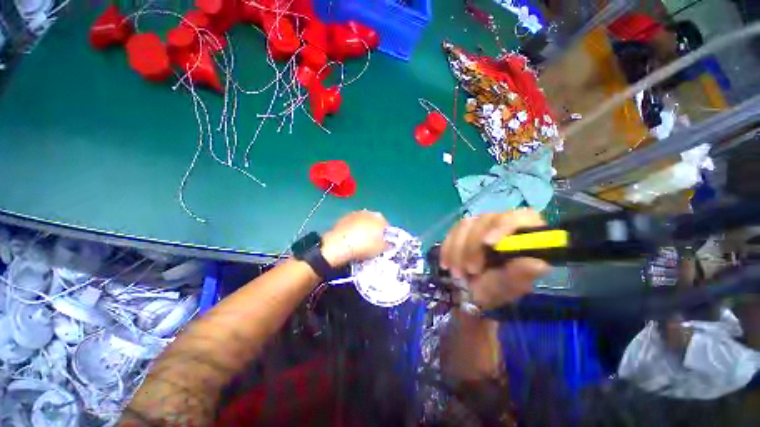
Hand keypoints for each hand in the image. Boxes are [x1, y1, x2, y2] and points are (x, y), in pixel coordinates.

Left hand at [321, 210, 387, 266]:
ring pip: (362, 222)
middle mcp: (368, 213)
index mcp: (380, 219)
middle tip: (371, 243)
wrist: (339, 245)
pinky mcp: (344, 218)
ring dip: (362, 229)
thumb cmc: (364, 246)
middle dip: (373, 230)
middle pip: (374, 222)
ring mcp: (355, 214)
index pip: (386, 225)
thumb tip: (388, 244)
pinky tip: (350, 240)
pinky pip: (352, 224)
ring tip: (359, 241)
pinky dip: (353, 230)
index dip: (385, 235)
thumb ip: (387, 245)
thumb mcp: (380, 249)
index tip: (382, 243)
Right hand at [440, 209, 549, 309]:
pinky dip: (447, 248)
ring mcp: (480, 224)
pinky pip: (451, 231)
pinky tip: (446, 264)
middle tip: (470, 271)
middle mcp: (501, 223)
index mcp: (523, 235)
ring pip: (465, 224)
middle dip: (474, 246)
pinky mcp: (462, 229)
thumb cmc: (495, 290)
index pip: (520, 217)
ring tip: (457, 273)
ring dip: (458, 249)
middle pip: (487, 219)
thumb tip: (540, 264)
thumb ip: (519, 275)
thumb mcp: (508, 287)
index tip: (488, 244)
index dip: (504, 226)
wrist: (469, 291)